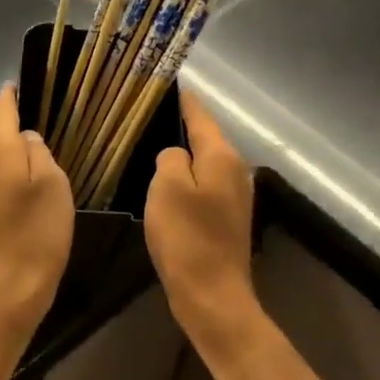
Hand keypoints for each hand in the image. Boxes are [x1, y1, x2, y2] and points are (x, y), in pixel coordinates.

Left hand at [0, 85, 74, 335]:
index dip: (11, 93)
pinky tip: (15, 162)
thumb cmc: (37, 232)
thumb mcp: (53, 184)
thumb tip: (26, 137)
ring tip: (22, 127)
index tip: (23, 82)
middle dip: (2, 109)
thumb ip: (39, 152)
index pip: (1, 108)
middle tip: (26, 102)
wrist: (8, 287)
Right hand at [144, 88, 259, 359]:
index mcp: (222, 156)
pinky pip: (203, 185)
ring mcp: (235, 196)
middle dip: (179, 125)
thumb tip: (175, 155)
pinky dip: (185, 179)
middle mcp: (235, 170)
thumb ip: (170, 158)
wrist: (213, 297)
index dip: (181, 98)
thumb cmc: (187, 238)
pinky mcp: (228, 219)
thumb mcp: (167, 187)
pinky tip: (165, 185)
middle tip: (145, 115)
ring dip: (181, 154)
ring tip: (149, 144)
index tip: (162, 82)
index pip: (199, 114)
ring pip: (203, 162)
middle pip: (204, 137)